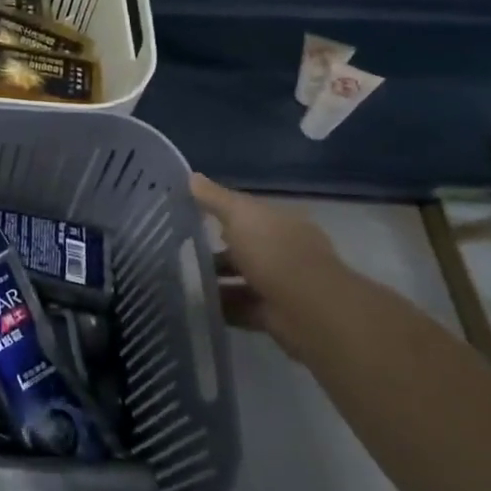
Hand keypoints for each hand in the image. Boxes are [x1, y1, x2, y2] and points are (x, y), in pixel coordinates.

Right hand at [191, 173, 362, 357]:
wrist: (307, 308)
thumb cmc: (273, 251)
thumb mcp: (239, 215)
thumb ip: (214, 198)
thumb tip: (191, 176)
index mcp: (281, 223)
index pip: (249, 214)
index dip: (223, 214)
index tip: (192, 216)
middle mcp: (285, 251)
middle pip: (246, 248)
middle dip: (218, 251)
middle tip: (183, 252)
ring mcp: (282, 284)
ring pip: (243, 279)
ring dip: (218, 281)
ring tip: (186, 281)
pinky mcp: (276, 315)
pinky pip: (243, 307)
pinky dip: (224, 307)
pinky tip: (200, 305)